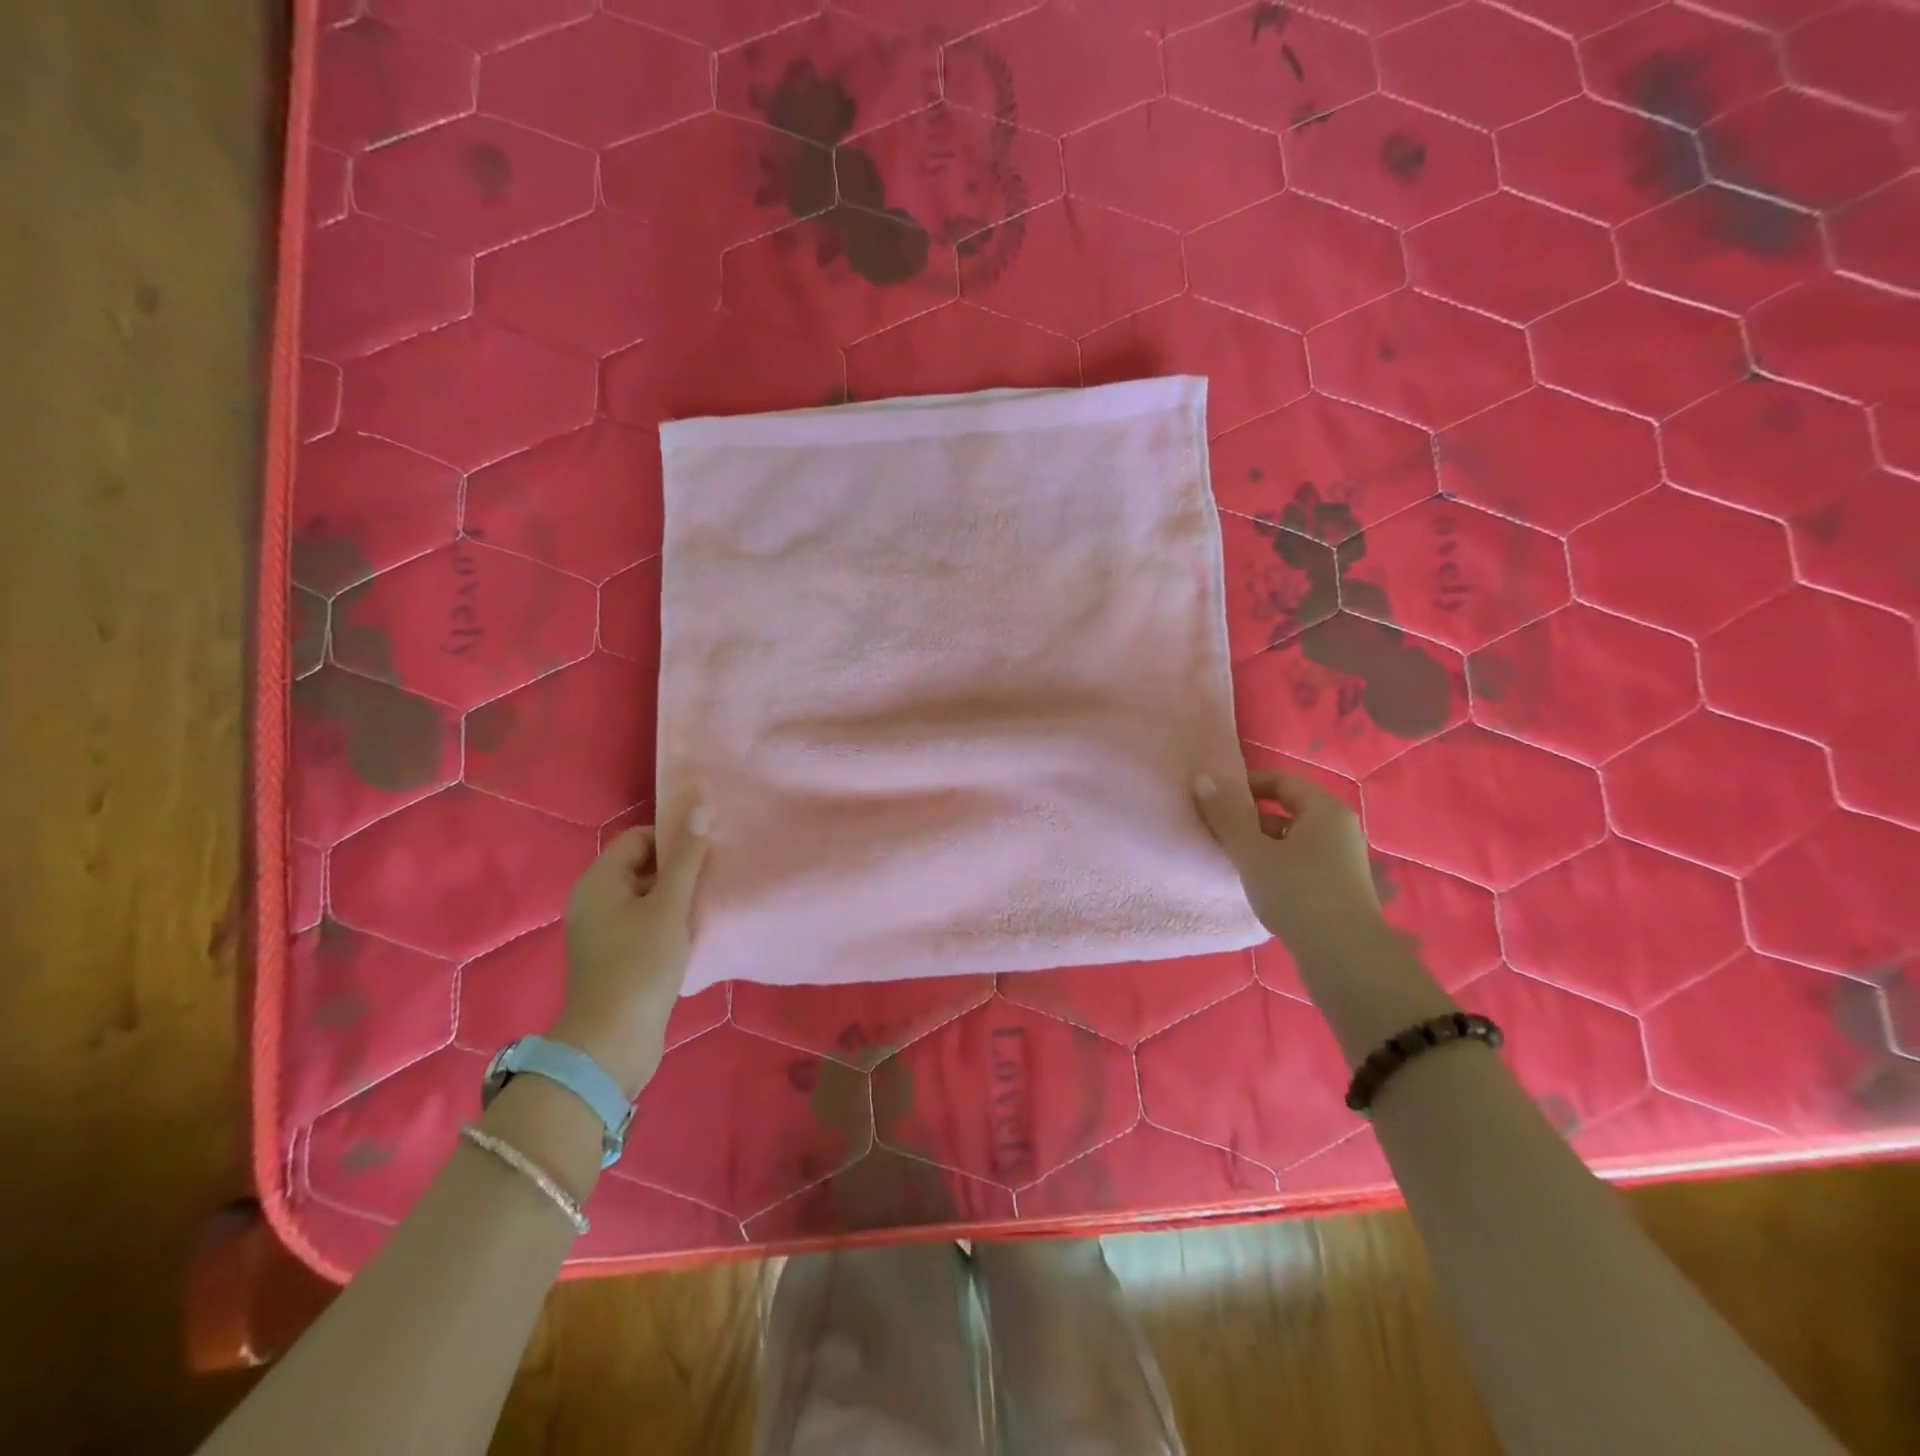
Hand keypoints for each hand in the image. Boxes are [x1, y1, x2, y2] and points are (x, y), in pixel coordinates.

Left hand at [549, 815, 708, 1097]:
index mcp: (599, 881)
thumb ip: (688, 857)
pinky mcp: (612, 956)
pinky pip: (642, 923)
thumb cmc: (641, 965)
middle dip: (679, 870)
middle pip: (642, 866)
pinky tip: (691, 935)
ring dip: (676, 898)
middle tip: (712, 880)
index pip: (640, 838)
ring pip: (645, 897)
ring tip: (706, 907)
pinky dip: (666, 922)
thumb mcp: (670, 906)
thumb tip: (701, 806)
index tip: (706, 856)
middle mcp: (594, 900)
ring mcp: (601, 931)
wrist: (612, 1042)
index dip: (674, 840)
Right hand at [1193, 770, 1383, 951]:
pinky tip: (1258, 887)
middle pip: (1287, 810)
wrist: (1346, 959)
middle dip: (1250, 818)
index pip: (1281, 781)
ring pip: (1293, 840)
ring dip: (1261, 845)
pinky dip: (1277, 867)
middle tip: (1217, 832)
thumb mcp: (1252, 852)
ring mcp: (1343, 862)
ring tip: (1233, 862)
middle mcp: (1340, 829)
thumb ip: (1226, 815)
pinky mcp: (1340, 890)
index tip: (1214, 800)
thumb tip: (1202, 778)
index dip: (1245, 785)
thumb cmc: (1297, 893)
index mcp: (1325, 810)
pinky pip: (1301, 864)